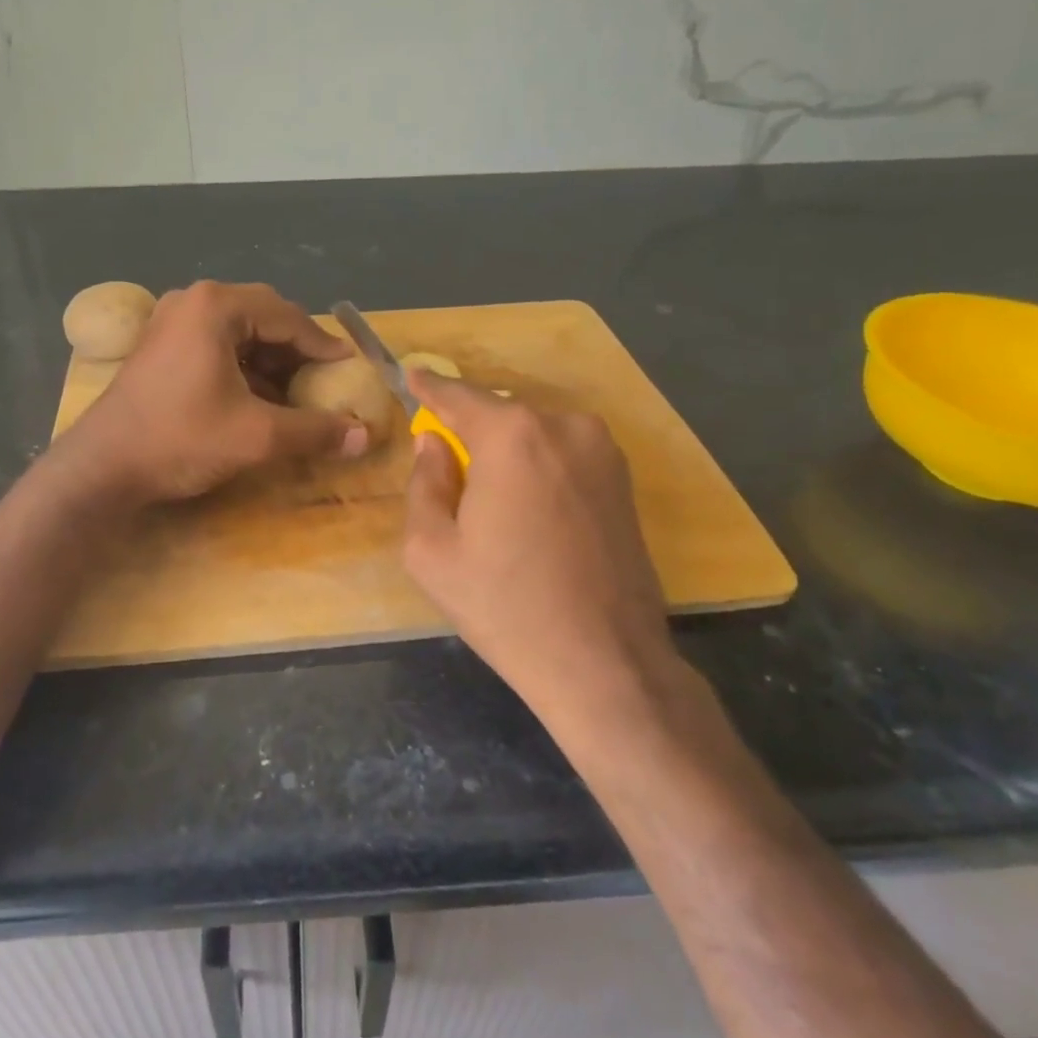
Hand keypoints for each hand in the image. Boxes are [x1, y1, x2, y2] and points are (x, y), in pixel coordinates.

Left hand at [59, 281, 369, 503]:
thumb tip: (363, 437)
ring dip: (272, 362)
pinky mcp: (161, 346)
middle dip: (298, 352)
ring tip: (298, 395)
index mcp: (216, 306)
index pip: (288, 317)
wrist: (102, 467)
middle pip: (264, 318)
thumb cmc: (180, 439)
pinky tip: (260, 400)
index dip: (324, 346)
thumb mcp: (256, 436)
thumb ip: (314, 431)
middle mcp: (193, 301)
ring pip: (240, 333)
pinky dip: (245, 369)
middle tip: (326, 381)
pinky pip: (217, 346)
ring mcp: (172, 322)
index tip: (350, 369)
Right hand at [401, 371, 674, 717]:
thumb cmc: (505, 606)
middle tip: (445, 457)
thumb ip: (424, 483)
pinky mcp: (625, 480)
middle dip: (469, 427)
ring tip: (488, 495)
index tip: (411, 374)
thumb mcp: (431, 550)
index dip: (429, 387)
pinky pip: (563, 453)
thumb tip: (434, 445)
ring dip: (506, 448)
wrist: (605, 663)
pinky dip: (537, 464)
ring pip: (534, 433)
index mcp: (512, 435)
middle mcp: (564, 426)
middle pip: (499, 413)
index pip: (458, 395)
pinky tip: (526, 508)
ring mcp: (603, 450)